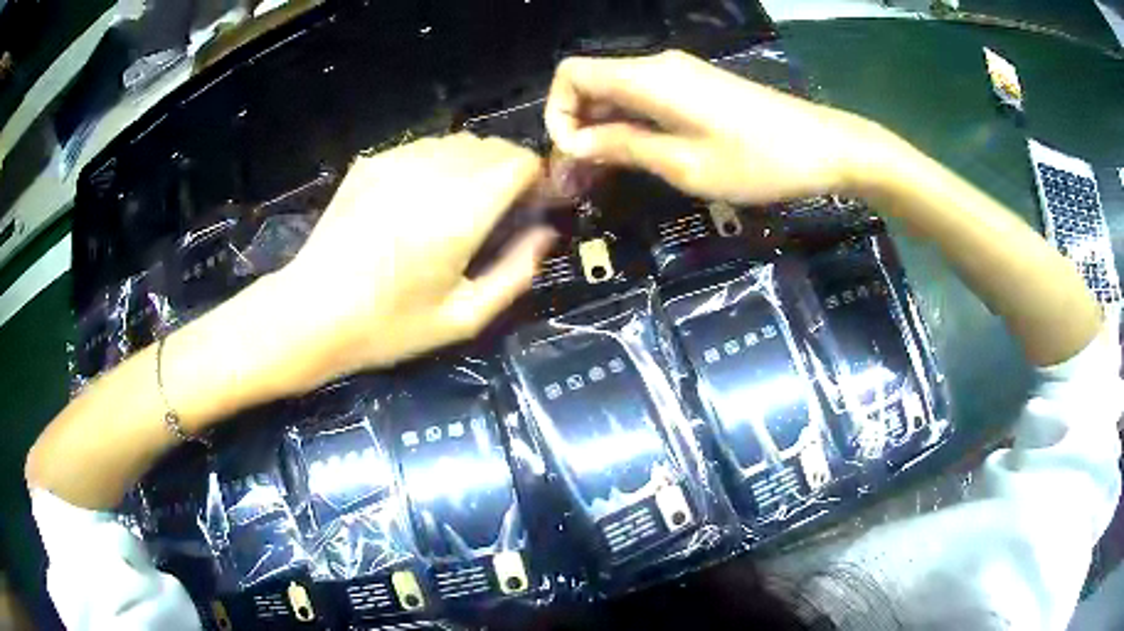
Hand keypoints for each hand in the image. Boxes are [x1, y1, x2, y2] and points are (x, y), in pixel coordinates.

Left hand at [271, 133, 555, 387]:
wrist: (310, 313)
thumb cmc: (388, 325)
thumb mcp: (464, 317)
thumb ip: (516, 272)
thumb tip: (545, 234)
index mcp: (461, 210)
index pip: (521, 162)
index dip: (538, 179)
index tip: (536, 205)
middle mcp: (432, 171)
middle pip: (493, 147)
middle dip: (511, 171)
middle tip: (503, 211)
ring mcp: (396, 161)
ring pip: (458, 143)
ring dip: (475, 166)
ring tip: (461, 206)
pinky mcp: (371, 163)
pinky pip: (423, 149)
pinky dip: (439, 165)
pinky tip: (420, 202)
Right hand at [545, 50, 885, 203]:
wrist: (822, 147)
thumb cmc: (757, 160)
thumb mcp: (684, 164)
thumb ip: (623, 147)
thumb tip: (575, 144)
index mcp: (648, 78)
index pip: (572, 74)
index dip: (557, 112)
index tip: (572, 156)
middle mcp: (657, 67)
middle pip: (592, 83)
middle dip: (576, 126)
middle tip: (579, 179)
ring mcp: (679, 74)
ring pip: (618, 92)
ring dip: (601, 129)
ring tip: (601, 177)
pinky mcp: (696, 87)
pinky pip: (645, 98)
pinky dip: (629, 124)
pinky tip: (636, 156)